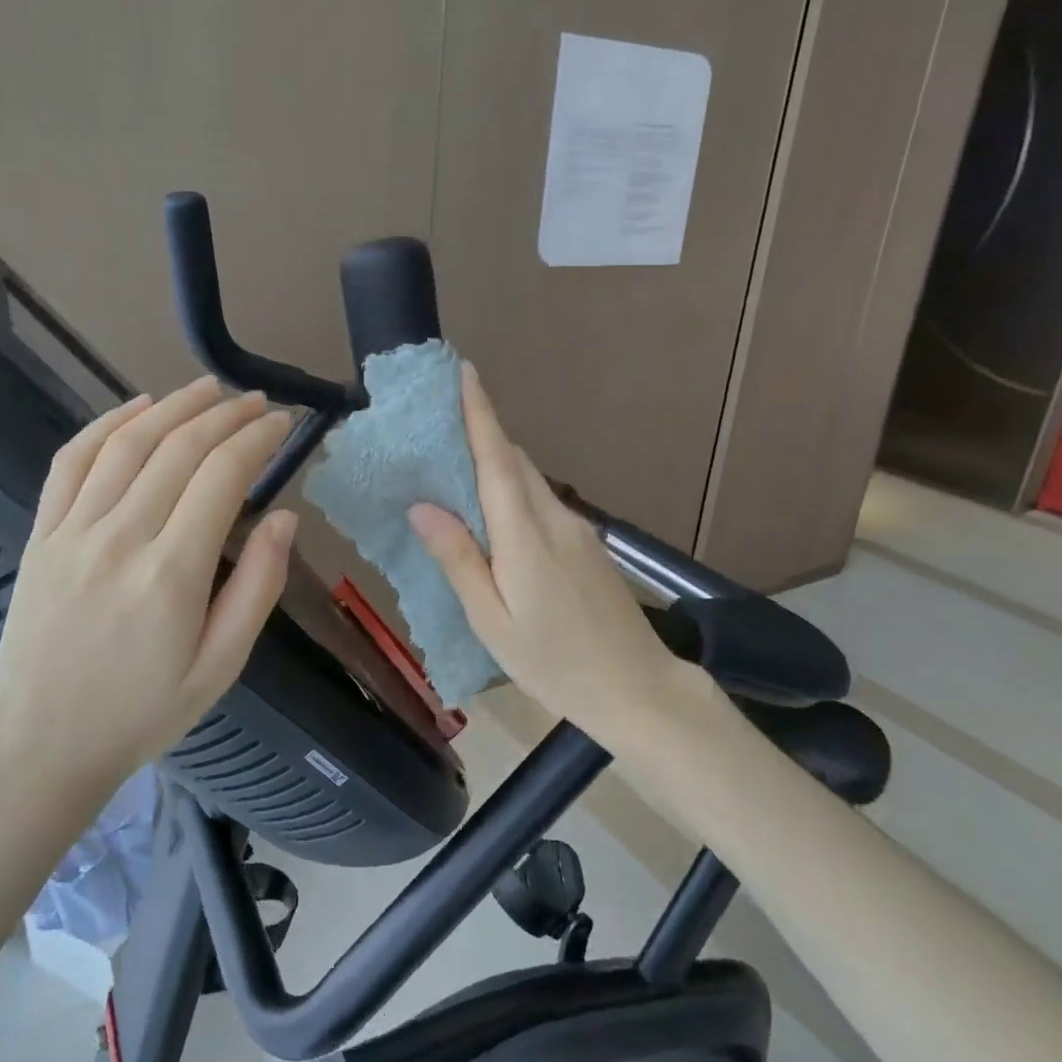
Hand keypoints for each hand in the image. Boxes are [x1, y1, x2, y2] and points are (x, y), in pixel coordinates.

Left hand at [0, 378, 297, 825]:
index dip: (257, 438)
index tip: (283, 422)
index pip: (223, 476)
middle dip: (226, 414)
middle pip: (179, 448)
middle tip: (257, 401)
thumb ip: (257, 587)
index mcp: (171, 574)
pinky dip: (106, 424)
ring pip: (128, 443)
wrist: (40, 746)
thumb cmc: (142, 712)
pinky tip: (136, 407)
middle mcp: (120, 538)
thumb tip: (284, 518)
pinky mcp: (40, 535)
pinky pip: (71, 462)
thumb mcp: (221, 667)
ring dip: (173, 406)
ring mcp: (71, 532)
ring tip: (209, 388)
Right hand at [408, 363, 696, 747]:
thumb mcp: (492, 622)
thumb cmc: (555, 663)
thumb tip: (422, 506)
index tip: (464, 372)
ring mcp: (577, 530)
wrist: (638, 689)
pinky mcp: (588, 545)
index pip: (497, 460)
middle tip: (438, 426)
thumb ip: (459, 560)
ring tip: (455, 470)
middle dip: (480, 435)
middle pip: (514, 462)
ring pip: (530, 481)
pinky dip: (513, 494)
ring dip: (495, 465)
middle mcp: (555, 519)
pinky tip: (494, 516)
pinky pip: (542, 503)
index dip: (480, 414)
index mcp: (526, 536)